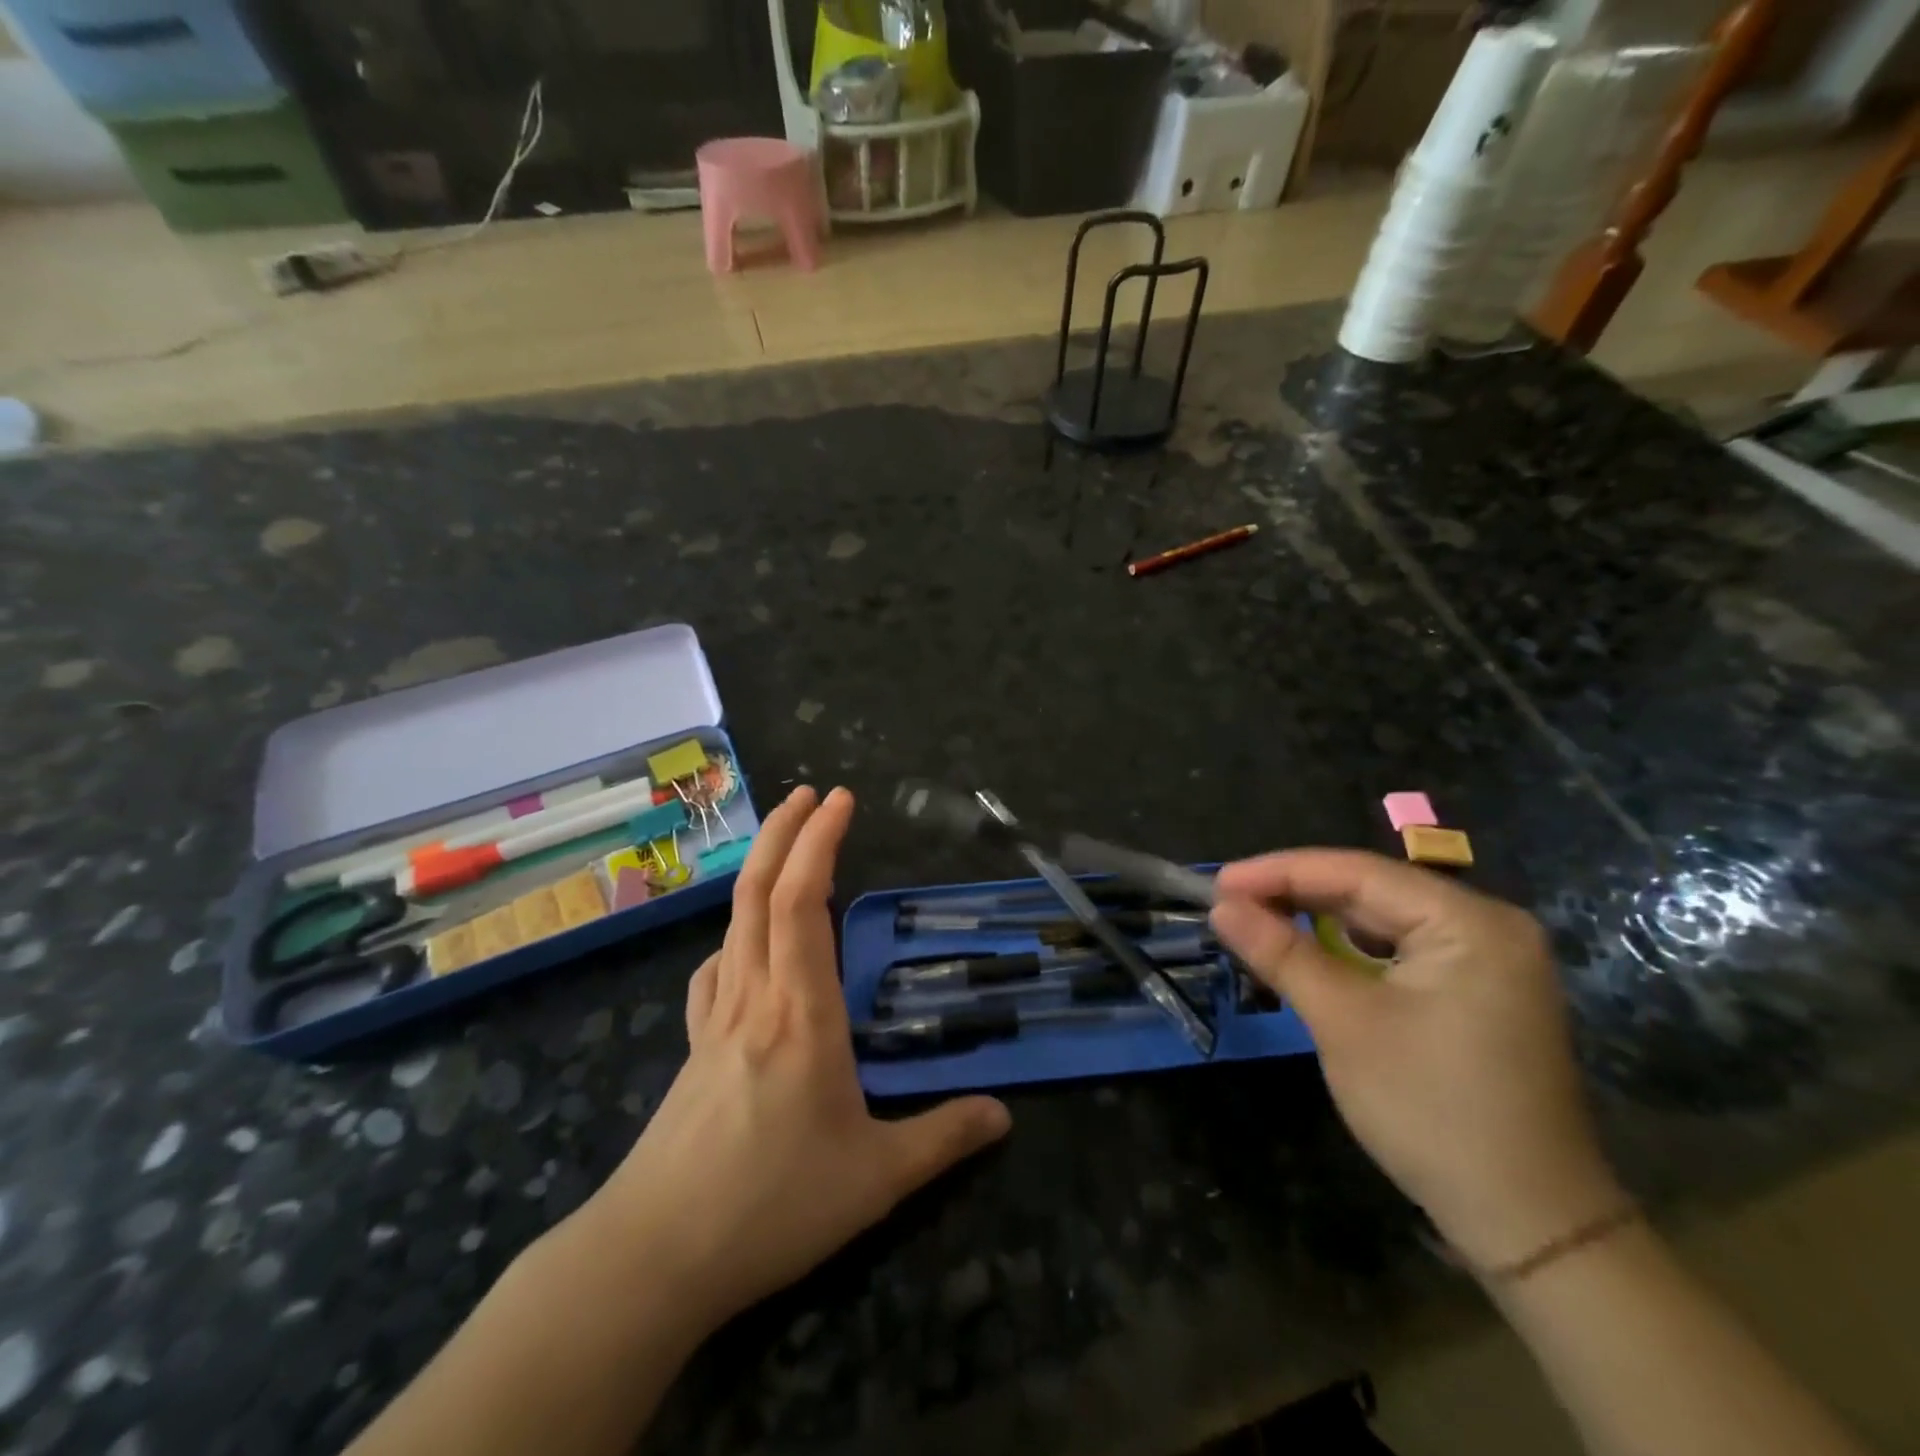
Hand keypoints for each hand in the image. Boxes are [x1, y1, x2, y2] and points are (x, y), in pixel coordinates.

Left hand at [589, 785, 1010, 1331]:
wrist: (654, 1255)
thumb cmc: (772, 1207)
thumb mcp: (876, 1179)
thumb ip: (944, 1139)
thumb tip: (1004, 1115)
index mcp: (802, 1011)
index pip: (806, 901)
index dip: (821, 841)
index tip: (841, 800)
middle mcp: (755, 996)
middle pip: (760, 892)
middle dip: (785, 832)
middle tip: (810, 792)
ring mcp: (716, 1018)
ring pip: (733, 922)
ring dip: (759, 871)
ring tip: (785, 847)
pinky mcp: (693, 1047)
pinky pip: (714, 970)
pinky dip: (734, 937)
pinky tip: (742, 950)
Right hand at [1209, 850, 1623, 1271]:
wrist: (1529, 1224)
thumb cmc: (1431, 1111)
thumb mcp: (1343, 1022)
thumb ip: (1280, 952)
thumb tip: (1220, 905)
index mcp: (1469, 922)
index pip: (1356, 872)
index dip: (1278, 872)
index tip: (1215, 883)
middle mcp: (1487, 925)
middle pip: (1370, 891)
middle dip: (1294, 894)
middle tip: (1226, 904)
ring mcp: (1488, 960)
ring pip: (1381, 920)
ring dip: (1316, 921)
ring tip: (1254, 922)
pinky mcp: (1478, 991)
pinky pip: (1399, 950)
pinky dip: (1348, 949)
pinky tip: (1307, 952)